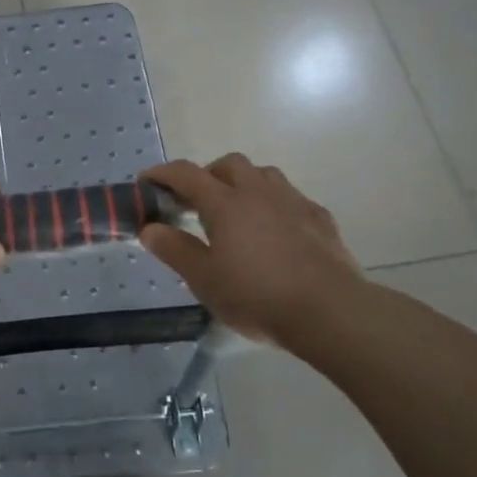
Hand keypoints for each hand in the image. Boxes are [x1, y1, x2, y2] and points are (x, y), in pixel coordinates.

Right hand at [141, 154, 365, 345]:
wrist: (331, 312)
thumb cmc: (257, 295)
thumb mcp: (204, 279)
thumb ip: (174, 249)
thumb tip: (150, 228)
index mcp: (225, 203)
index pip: (186, 174)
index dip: (162, 174)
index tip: (146, 182)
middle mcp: (258, 192)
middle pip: (229, 164)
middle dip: (207, 174)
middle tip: (196, 202)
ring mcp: (293, 202)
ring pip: (264, 175)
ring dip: (243, 184)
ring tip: (236, 212)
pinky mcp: (321, 219)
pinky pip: (291, 198)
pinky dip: (274, 205)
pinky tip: (275, 231)